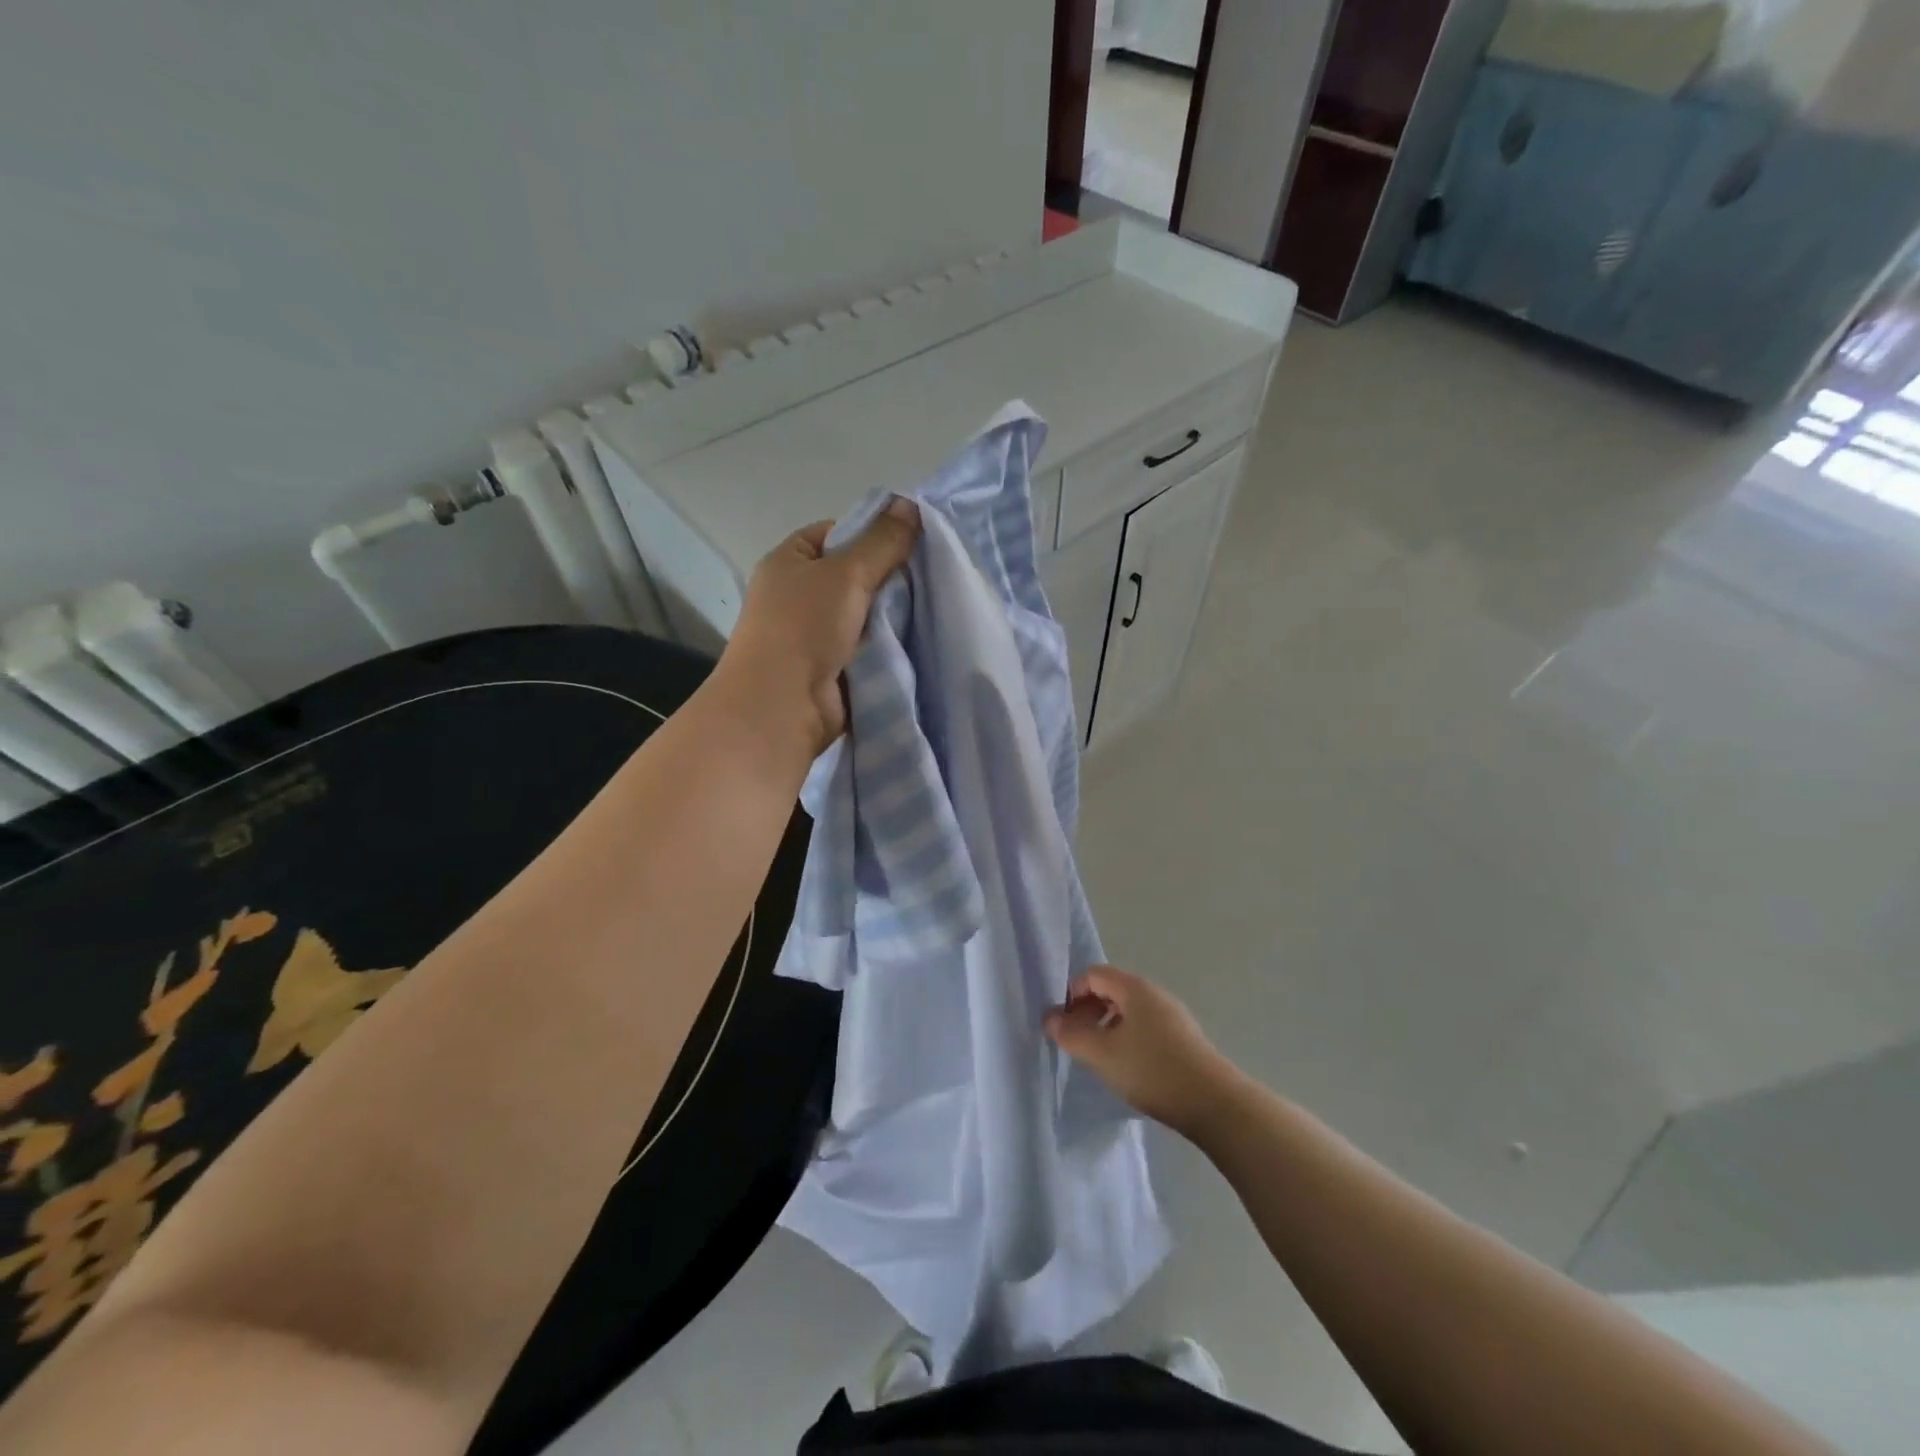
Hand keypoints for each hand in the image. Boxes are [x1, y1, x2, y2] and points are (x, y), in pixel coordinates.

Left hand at [713, 499, 920, 757]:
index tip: (909, 543)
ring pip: (866, 613)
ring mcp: (816, 634)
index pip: (837, 534)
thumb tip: (910, 505)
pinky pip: (870, 646)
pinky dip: (889, 644)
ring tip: (933, 607)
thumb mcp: (846, 573)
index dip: (872, 533)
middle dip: (890, 577)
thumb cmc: (804, 628)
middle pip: (855, 574)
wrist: (783, 706)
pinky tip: (920, 639)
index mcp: (790, 561)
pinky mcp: (835, 667)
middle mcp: (799, 595)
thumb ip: (882, 541)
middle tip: (930, 576)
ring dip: (893, 614)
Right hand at [1044, 965, 1240, 1136]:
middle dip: (1088, 1011)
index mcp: (1134, 988)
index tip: (1064, 1025)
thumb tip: (1049, 1018)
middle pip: (1111, 990)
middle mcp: (1154, 994)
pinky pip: (1145, 1027)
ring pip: (1129, 1011)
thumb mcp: (1103, 1054)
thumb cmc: (1152, 1070)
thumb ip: (1071, 1034)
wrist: (1214, 1104)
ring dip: (1106, 1026)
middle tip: (1077, 1041)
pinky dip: (1127, 1038)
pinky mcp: (1183, 1039)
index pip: (1094, 974)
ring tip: (1099, 1057)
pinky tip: (1127, 1067)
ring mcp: (1172, 1016)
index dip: (1072, 994)